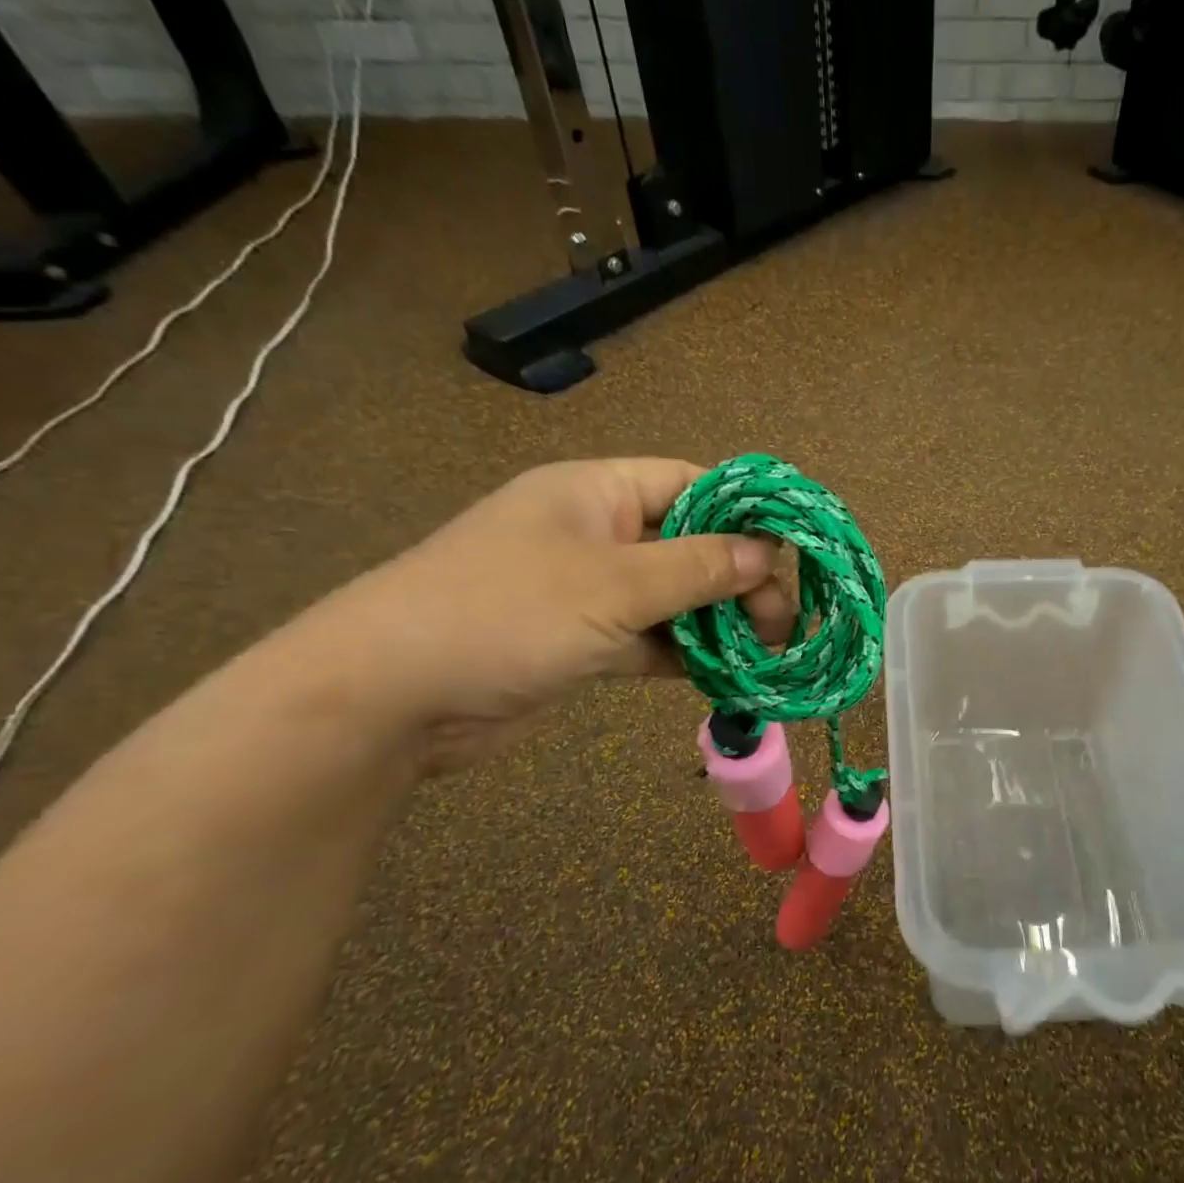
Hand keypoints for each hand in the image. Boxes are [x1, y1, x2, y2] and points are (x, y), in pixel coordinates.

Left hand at [294, 459, 792, 770]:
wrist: (390, 698)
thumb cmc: (505, 612)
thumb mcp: (613, 584)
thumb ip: (696, 568)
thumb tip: (766, 554)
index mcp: (596, 492)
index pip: (690, 484)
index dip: (745, 510)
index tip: (793, 549)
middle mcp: (597, 534)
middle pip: (689, 544)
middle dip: (738, 579)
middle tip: (783, 620)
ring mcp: (588, 591)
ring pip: (674, 597)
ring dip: (718, 621)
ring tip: (768, 649)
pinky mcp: (581, 643)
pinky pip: (650, 639)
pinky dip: (686, 654)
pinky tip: (727, 673)